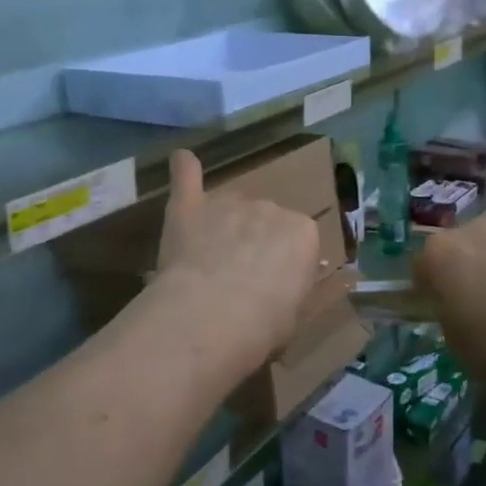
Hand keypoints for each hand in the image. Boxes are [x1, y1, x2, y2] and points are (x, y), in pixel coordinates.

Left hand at [152, 149, 320, 375]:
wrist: (212, 315)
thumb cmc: (262, 325)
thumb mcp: (293, 315)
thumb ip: (289, 291)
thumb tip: (282, 288)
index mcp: (304, 233)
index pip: (298, 243)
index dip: (282, 267)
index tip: (270, 290)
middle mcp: (271, 208)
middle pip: (263, 221)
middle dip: (253, 244)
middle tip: (236, 280)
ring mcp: (229, 202)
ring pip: (229, 207)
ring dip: (222, 226)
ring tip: (205, 262)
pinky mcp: (190, 205)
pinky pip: (188, 176)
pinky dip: (185, 168)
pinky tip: (182, 160)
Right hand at [415, 217, 485, 389]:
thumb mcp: (457, 345)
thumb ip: (450, 318)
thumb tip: (459, 311)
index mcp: (439, 254)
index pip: (422, 267)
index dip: (431, 290)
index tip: (444, 311)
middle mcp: (473, 230)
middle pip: (462, 249)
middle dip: (468, 271)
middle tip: (483, 307)